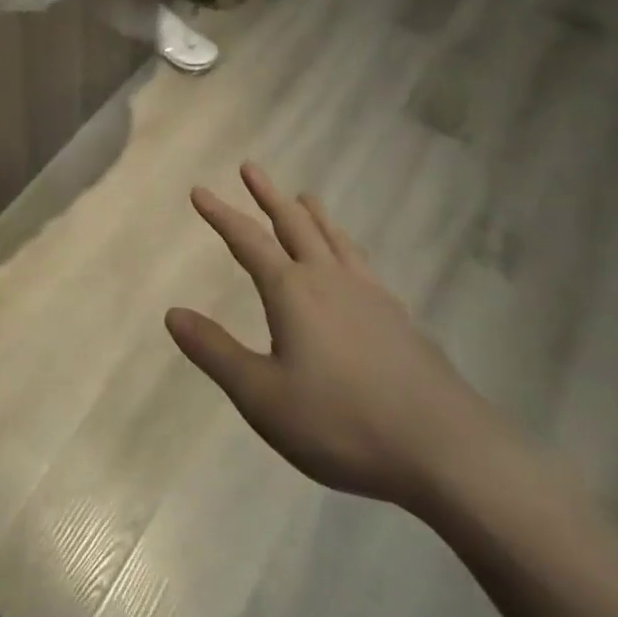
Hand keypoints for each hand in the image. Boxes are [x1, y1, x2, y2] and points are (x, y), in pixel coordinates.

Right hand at [166, 163, 502, 510]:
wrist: (445, 449)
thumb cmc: (342, 422)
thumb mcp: (263, 397)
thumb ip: (216, 352)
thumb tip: (172, 314)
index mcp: (292, 291)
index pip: (247, 241)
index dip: (221, 215)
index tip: (199, 191)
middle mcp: (329, 279)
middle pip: (293, 224)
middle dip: (268, 195)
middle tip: (251, 167)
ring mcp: (370, 294)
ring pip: (334, 238)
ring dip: (313, 214)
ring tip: (304, 195)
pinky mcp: (399, 317)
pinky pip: (362, 263)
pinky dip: (345, 246)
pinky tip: (352, 261)